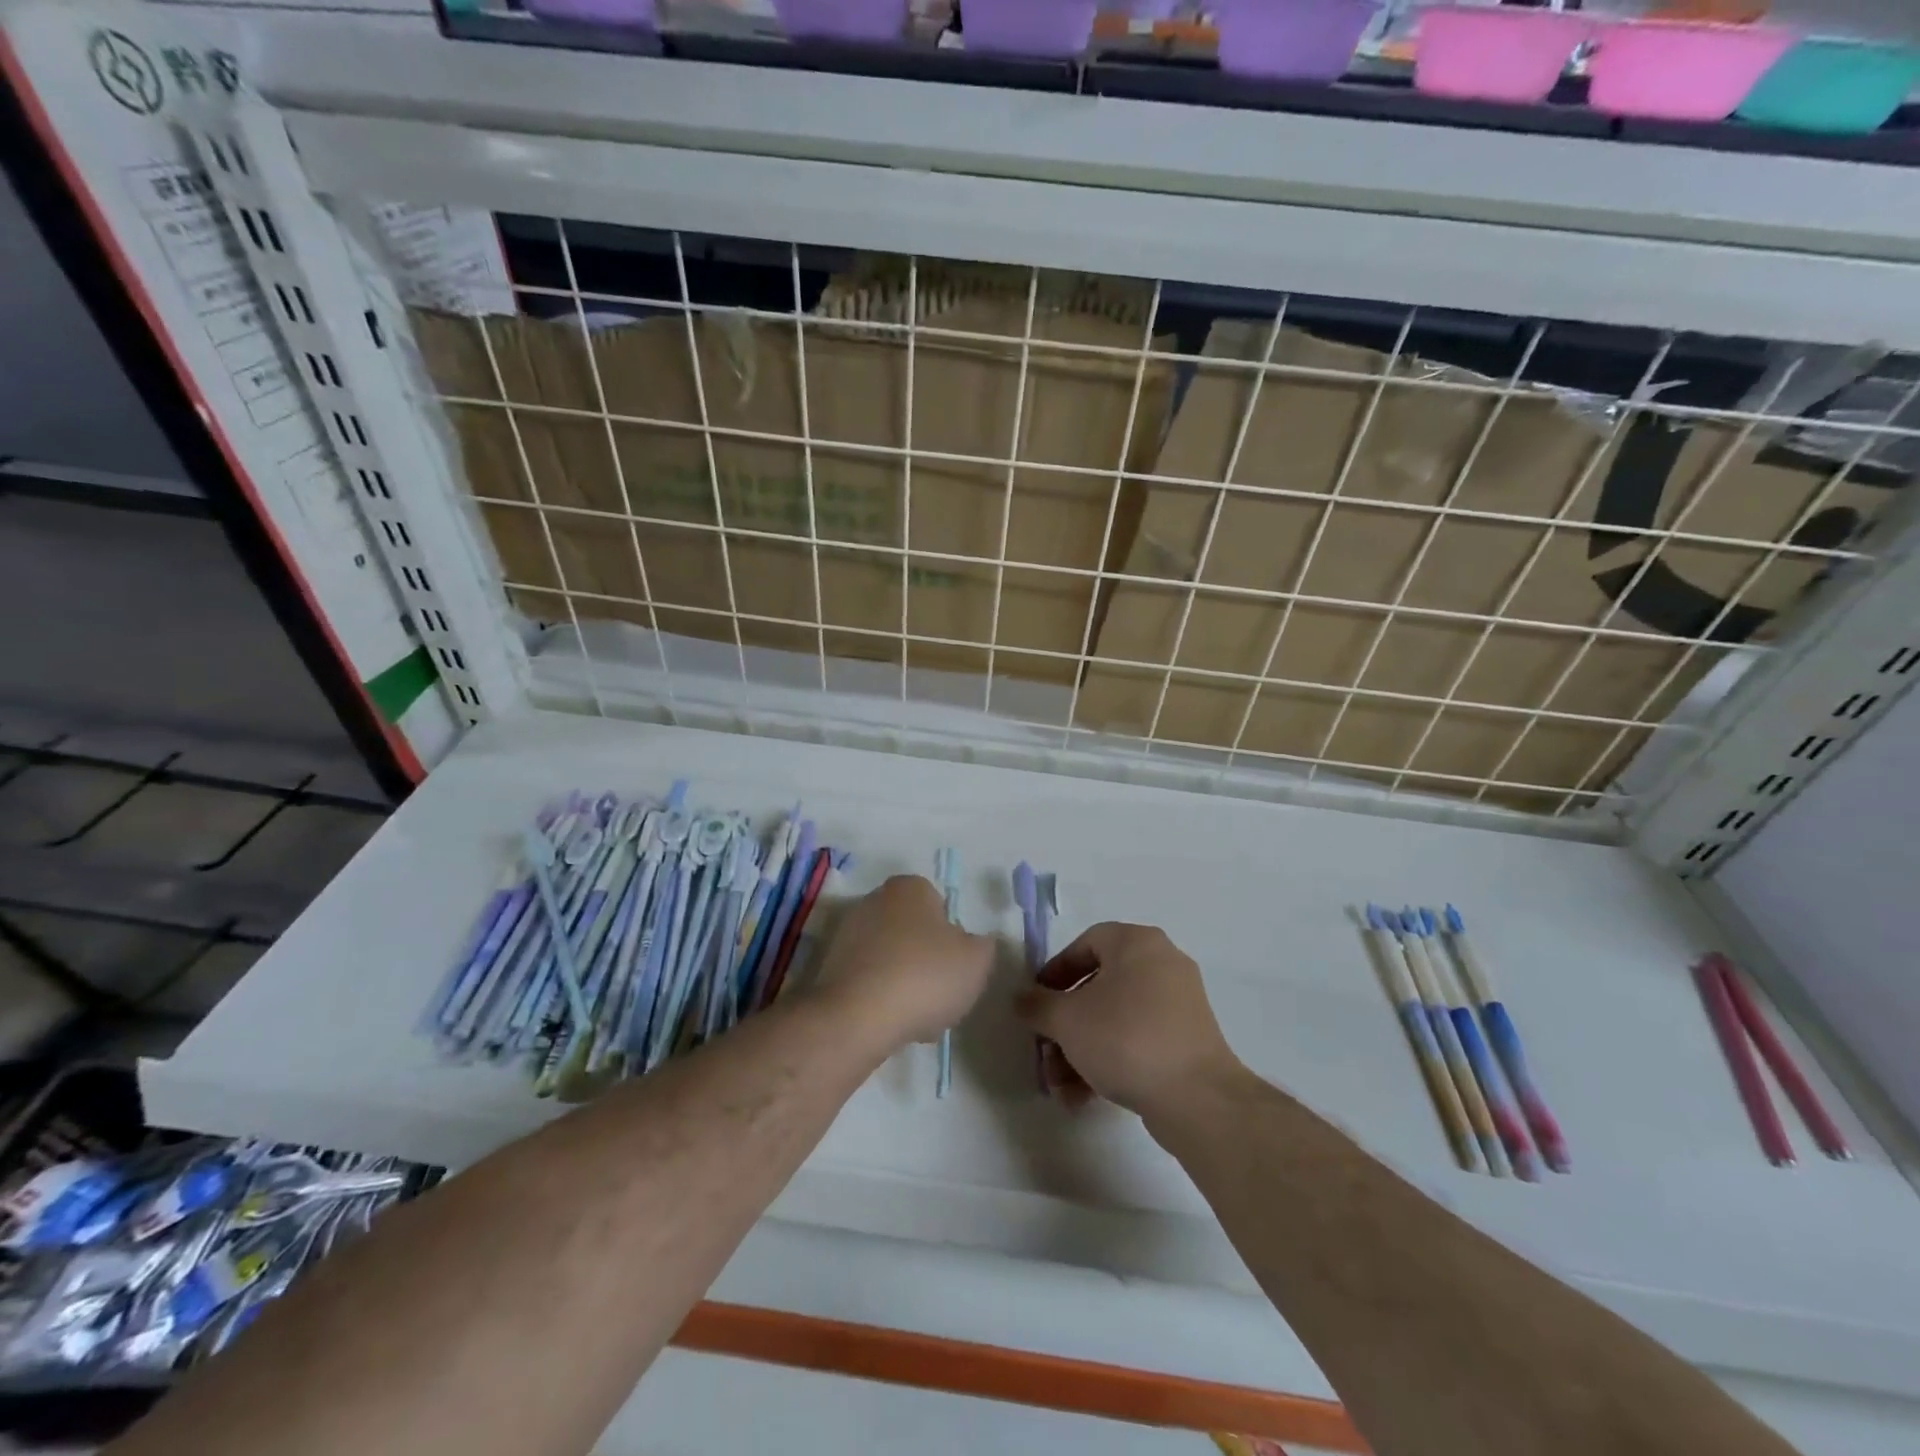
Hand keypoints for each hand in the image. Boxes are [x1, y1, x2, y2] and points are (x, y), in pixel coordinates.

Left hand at [815, 876, 994, 1050]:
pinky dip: (881, 998)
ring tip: (918, 1018)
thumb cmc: (925, 976)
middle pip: (914, 933)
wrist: (857, 1017)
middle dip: (928, 962)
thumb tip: (972, 944)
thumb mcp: (977, 960)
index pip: (940, 906)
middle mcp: (875, 899)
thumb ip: (983, 945)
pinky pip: (869, 980)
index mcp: (910, 887)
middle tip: (940, 995)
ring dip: (906, 983)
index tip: (957, 968)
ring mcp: (847, 932)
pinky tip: (891, 1023)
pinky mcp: (830, 966)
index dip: (953, 939)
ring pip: (892, 959)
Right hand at [1015, 923, 1240, 1116]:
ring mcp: (1178, 1004)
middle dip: (1064, 1025)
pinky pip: (1137, 1039)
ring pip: (1114, 1019)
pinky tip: (1084, 1097)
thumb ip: (1037, 1005)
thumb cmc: (1125, 1039)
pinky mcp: (1187, 1040)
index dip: (1054, 972)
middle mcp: (1162, 964)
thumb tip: (1022, 999)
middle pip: (1097, 987)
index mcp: (1137, 943)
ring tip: (1060, 1087)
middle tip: (1045, 1052)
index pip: (1085, 944)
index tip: (1036, 1002)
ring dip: (1080, 1050)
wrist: (1196, 1098)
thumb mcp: (1067, 1020)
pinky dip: (1109, 1060)